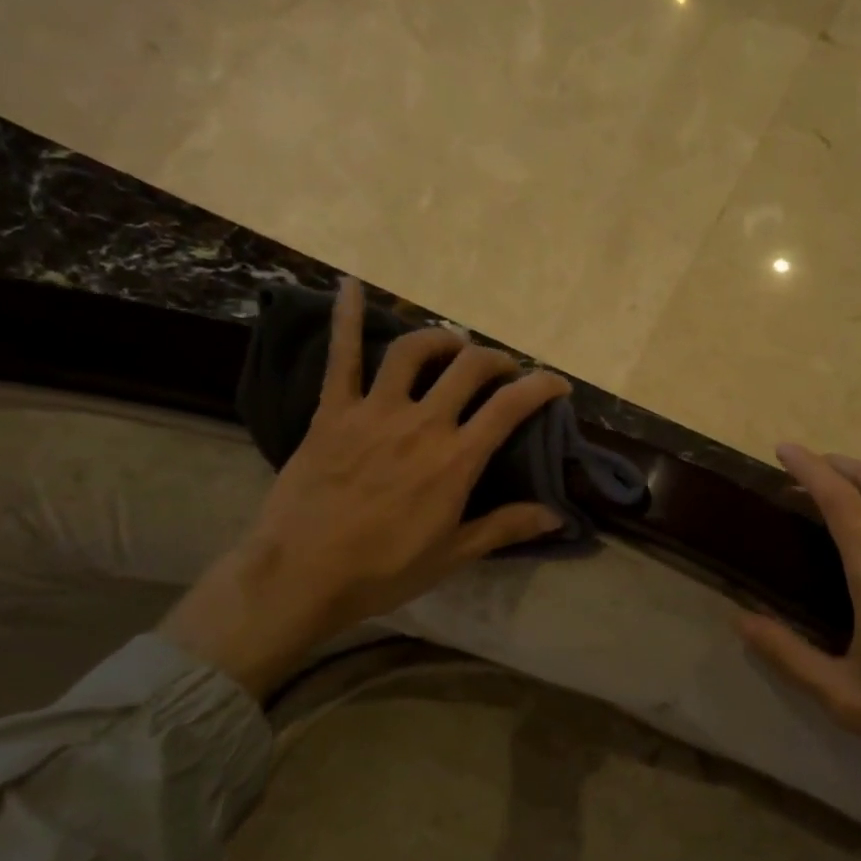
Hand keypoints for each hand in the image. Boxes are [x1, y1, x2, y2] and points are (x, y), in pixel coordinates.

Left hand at [163, 280, 570, 695]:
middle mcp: (422, 423)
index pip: (511, 406)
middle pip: (470, 368)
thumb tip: (559, 516)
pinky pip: (342, 356)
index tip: (557, 384)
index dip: (541, 387)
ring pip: (415, 351)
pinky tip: (350, 285)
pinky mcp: (332, 412)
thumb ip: (506, 527)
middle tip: (503, 372)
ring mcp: (374, 412)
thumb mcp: (454, 553)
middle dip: (496, 361)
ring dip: (442, 338)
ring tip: (452, 344)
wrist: (301, 576)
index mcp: (456, 459)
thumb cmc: (384, 570)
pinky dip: (347, 318)